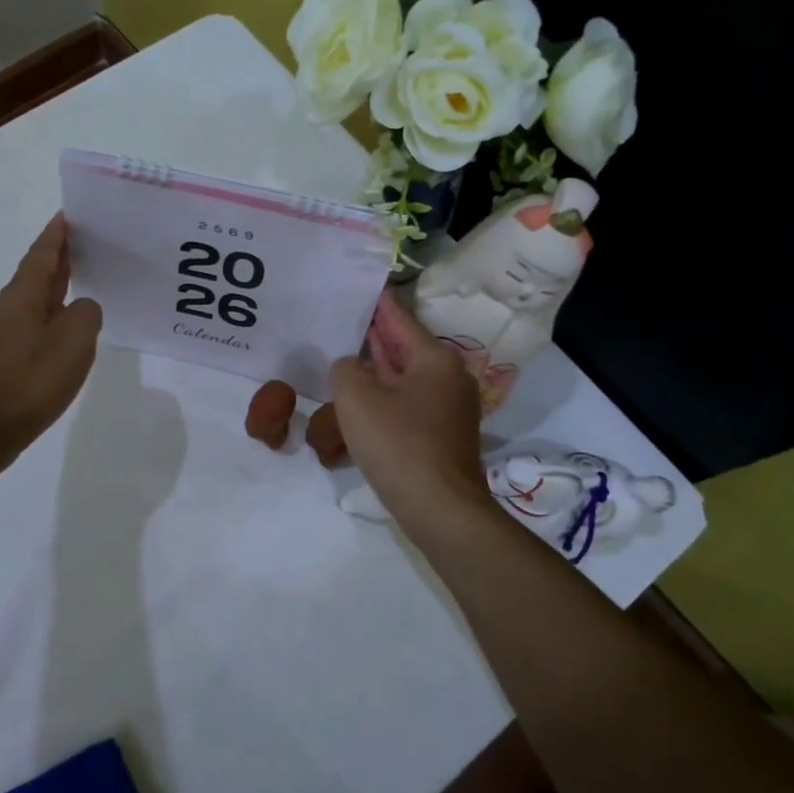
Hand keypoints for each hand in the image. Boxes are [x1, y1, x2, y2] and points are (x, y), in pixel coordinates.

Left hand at [0, 214, 101, 467]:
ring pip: (32, 301)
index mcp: (22, 295)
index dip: (56, 234)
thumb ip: (87, 313)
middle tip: (84, 244)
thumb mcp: (75, 339)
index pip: (42, 254)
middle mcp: (7, 308)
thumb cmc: (32, 378)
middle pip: (35, 274)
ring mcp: (0, 335)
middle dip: (58, 258)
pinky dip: (49, 317)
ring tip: (80, 284)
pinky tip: (63, 332)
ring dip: (54, 289)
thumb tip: (82, 309)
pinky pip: (31, 326)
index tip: (68, 215)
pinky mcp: (0, 360)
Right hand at [330, 291, 495, 544]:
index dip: (378, 302)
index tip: (365, 283)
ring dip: (377, 368)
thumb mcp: (357, 398)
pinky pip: (408, 403)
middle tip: (345, 317)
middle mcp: (448, 378)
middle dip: (375, 336)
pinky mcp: (441, 436)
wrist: (440, 508)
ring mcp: (448, 409)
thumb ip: (346, 370)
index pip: (400, 319)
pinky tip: (360, 399)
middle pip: (405, 347)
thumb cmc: (399, 444)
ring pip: (405, 378)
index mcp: (435, 359)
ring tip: (345, 354)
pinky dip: (385, 395)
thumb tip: (351, 367)